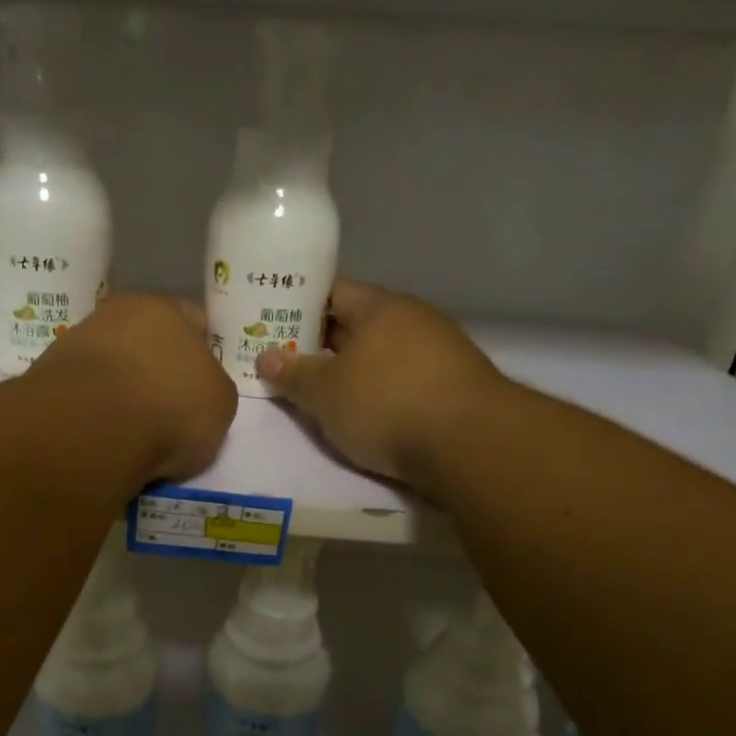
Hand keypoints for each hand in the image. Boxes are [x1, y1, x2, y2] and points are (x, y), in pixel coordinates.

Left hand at [26, 293, 236, 480]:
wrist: (91, 428)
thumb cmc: (170, 407)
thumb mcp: (220, 405)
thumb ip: (210, 391)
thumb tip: (194, 396)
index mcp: (166, 309)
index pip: (193, 320)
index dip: (202, 352)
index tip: (202, 385)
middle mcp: (116, 314)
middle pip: (145, 342)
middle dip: (156, 371)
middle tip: (167, 410)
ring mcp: (75, 344)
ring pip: (110, 368)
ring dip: (121, 393)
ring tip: (133, 434)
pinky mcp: (46, 379)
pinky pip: (83, 396)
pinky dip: (93, 414)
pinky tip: (103, 438)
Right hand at [256, 279, 507, 489]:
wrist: (470, 444)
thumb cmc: (386, 403)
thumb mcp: (325, 393)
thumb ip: (293, 374)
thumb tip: (265, 356)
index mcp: (379, 307)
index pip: (332, 291)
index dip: (300, 304)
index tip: (272, 321)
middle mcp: (412, 319)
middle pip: (357, 323)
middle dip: (321, 342)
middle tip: (285, 360)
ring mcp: (439, 351)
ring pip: (381, 353)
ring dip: (351, 369)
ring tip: (319, 390)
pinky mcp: (453, 386)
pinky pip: (402, 378)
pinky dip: (379, 389)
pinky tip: (364, 411)